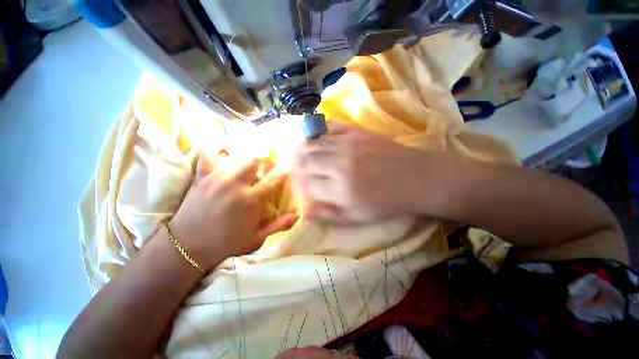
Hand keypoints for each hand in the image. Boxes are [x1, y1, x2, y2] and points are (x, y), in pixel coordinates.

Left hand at [170, 153, 298, 269]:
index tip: (289, 166)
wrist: (187, 247)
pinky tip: (223, 150)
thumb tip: (298, 215)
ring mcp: (217, 178)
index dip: (284, 170)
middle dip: (266, 156)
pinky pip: (208, 155)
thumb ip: (279, 225)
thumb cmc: (226, 244)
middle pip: (255, 159)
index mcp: (251, 200)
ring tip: (252, 156)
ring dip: (247, 154)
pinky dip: (216, 150)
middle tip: (269, 160)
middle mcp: (235, 185)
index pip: (274, 178)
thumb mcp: (256, 238)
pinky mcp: (202, 177)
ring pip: (236, 155)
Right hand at [292, 123, 427, 223]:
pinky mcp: (356, 131)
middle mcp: (339, 163)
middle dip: (294, 166)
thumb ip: (329, 215)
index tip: (298, 188)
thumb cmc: (387, 202)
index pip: (305, 185)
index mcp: (340, 189)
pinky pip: (328, 127)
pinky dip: (318, 133)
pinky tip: (317, 139)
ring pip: (312, 143)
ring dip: (301, 149)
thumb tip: (306, 212)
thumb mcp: (358, 218)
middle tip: (295, 170)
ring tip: (300, 155)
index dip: (297, 186)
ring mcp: (347, 143)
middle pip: (304, 161)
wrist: (415, 178)